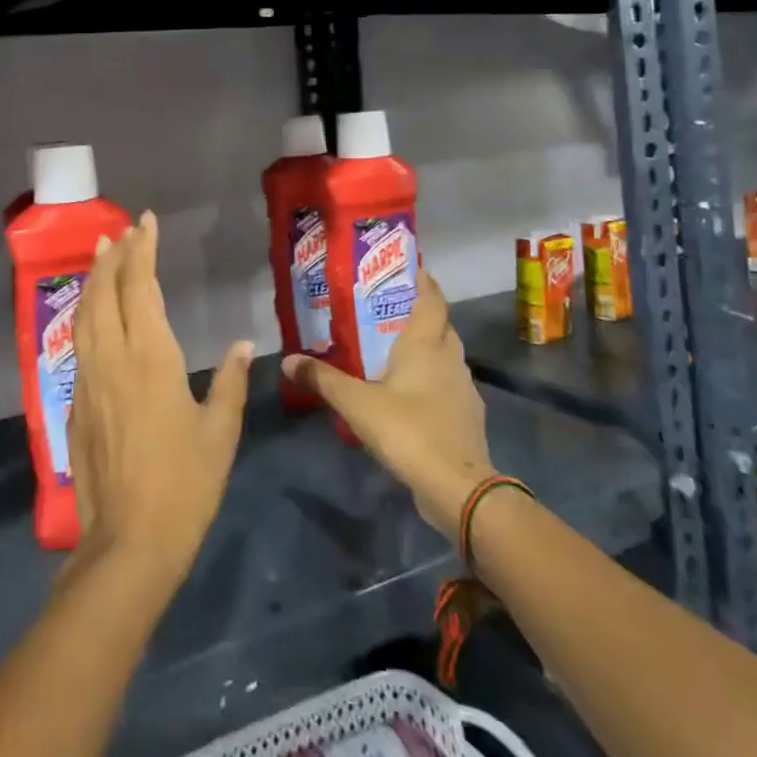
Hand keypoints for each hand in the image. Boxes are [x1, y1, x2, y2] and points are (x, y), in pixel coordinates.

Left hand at [68, 212, 252, 591]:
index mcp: (151, 358)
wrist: (129, 542)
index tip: (145, 222)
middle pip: (106, 292)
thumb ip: (230, 382)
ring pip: (85, 314)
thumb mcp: (220, 432)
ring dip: (93, 280)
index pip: (140, 288)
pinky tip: (91, 315)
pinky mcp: (76, 402)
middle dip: (113, 256)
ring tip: (101, 255)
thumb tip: (242, 344)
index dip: (142, 250)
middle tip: (122, 231)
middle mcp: (112, 358)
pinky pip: (78, 343)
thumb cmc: (185, 484)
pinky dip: (85, 314)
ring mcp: (88, 379)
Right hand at [283, 273, 492, 538]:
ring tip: (395, 349)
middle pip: (441, 325)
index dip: (423, 281)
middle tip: (389, 309)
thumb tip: (288, 358)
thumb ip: (322, 379)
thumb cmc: (408, 430)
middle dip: (421, 313)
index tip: (409, 268)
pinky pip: (448, 385)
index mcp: (426, 344)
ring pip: (446, 356)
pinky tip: (410, 393)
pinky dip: (432, 380)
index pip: (432, 299)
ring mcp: (464, 389)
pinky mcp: (467, 417)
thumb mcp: (356, 403)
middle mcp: (450, 359)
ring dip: (427, 348)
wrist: (459, 488)